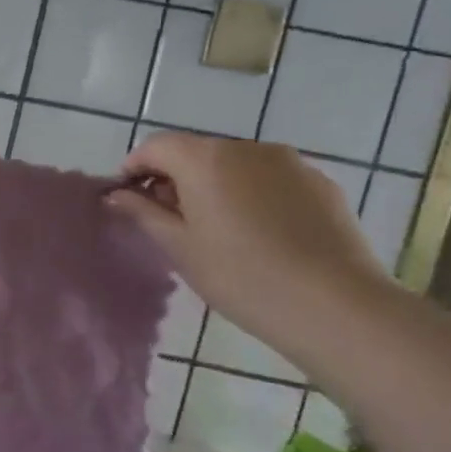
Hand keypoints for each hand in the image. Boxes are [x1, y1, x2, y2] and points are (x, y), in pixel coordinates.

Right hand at [109, 132, 396, 350]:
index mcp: (205, 159)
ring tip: (216, 229)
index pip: (156, 146)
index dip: (134, 168)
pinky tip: (258, 234)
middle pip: (196, 152)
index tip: (127, 198)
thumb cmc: (239, 275)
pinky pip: (270, 179)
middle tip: (168, 220)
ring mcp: (290, 163)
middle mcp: (247, 148)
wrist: (334, 305)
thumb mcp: (178, 247)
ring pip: (235, 165)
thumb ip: (143, 213)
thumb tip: (116, 195)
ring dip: (214, 185)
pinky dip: (251, 194)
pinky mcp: (321, 183)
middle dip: (175, 178)